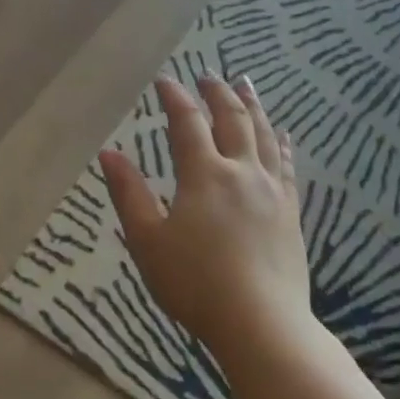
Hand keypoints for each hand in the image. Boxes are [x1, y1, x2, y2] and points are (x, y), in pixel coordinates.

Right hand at [99, 76, 317, 363]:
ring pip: (265, 135)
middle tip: (208, 74)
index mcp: (204, 175)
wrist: (262, 324)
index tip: (164, 80)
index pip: (187, 123)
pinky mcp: (291, 212)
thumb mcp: (147, 240)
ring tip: (246, 85)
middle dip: (218, 93)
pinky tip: (284, 135)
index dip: (174, 98)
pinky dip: (282, 143)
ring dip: (253, 106)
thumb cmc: (195, 283)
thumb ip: (128, 193)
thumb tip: (109, 152)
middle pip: (233, 119)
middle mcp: (242, 172)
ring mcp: (272, 191)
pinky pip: (288, 165)